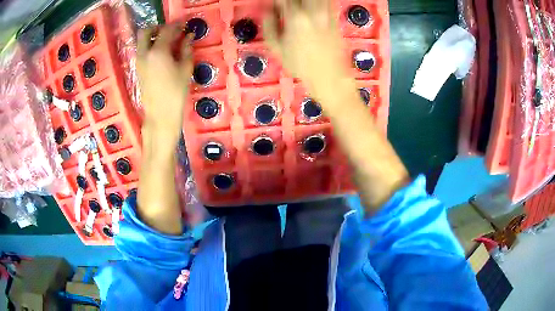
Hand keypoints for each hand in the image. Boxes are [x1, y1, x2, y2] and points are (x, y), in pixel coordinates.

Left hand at [137, 25, 192, 139]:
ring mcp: (139, 62)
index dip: (176, 25)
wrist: (160, 114)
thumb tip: (188, 36)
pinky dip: (150, 47)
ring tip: (167, 42)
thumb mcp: (185, 68)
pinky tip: (161, 54)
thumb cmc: (176, 92)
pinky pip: (142, 51)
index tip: (184, 25)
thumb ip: (186, 49)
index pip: (166, 30)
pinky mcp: (138, 69)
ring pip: (141, 41)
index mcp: (158, 52)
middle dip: (157, 28)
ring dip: (152, 37)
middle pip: (145, 31)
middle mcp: (144, 54)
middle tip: (170, 31)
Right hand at [263, 0, 353, 104]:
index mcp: (295, 18)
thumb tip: (268, 11)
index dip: (276, 1)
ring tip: (298, 7)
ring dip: (303, 1)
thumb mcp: (276, 48)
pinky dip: (317, 3)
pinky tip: (311, 9)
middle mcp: (312, 12)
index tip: (273, 4)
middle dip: (290, 0)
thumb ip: (269, 25)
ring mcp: (326, 14)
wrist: (330, 77)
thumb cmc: (300, 66)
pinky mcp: (335, 18)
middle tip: (285, 6)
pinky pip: (326, 2)